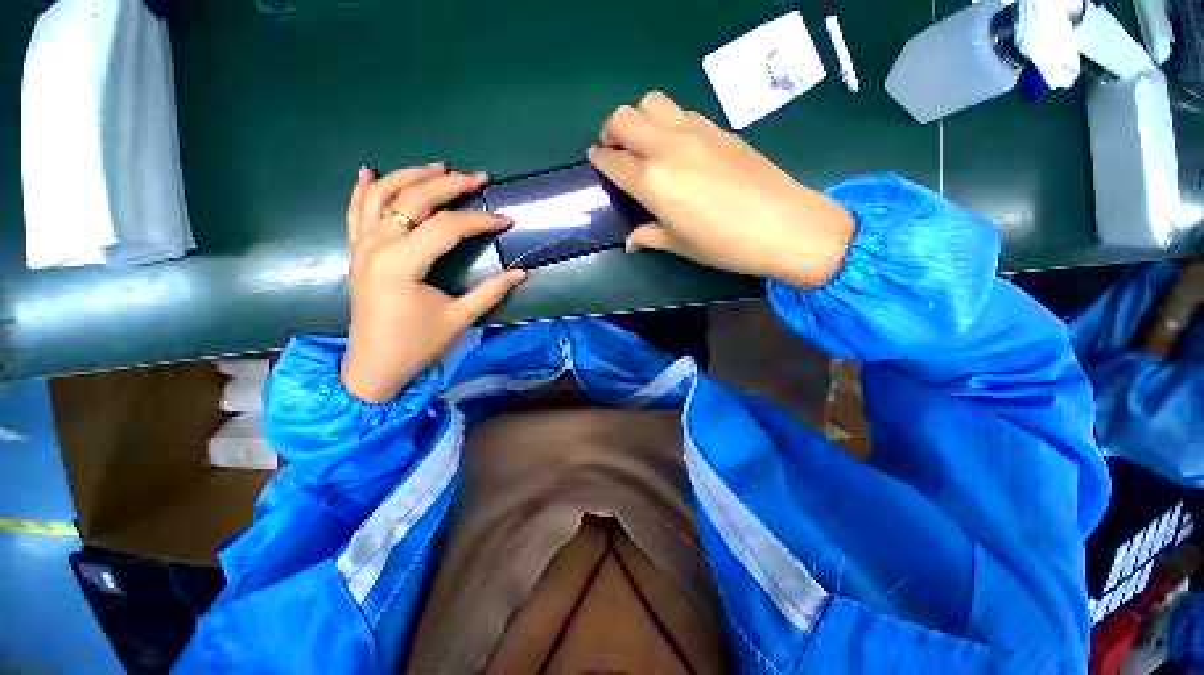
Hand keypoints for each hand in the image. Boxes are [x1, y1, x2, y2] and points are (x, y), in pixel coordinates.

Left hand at [340, 164, 526, 402]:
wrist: (374, 365)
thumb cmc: (418, 345)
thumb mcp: (459, 319)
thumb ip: (491, 292)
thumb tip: (522, 273)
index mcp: (402, 263)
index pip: (447, 227)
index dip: (480, 221)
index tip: (506, 221)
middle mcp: (377, 246)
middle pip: (414, 199)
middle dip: (449, 185)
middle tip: (478, 178)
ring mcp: (362, 246)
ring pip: (382, 196)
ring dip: (411, 176)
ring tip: (438, 167)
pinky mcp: (357, 252)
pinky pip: (355, 212)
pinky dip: (363, 190)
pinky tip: (369, 172)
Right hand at [588, 92, 854, 287]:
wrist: (783, 224)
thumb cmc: (724, 244)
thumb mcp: (680, 245)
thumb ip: (650, 237)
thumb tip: (631, 242)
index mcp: (653, 182)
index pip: (613, 161)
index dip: (599, 160)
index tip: (596, 161)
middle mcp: (667, 147)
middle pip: (624, 117)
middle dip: (611, 131)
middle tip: (616, 150)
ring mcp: (693, 131)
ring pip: (651, 103)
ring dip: (638, 118)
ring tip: (644, 142)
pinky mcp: (716, 127)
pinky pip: (679, 110)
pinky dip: (666, 120)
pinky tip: (675, 144)